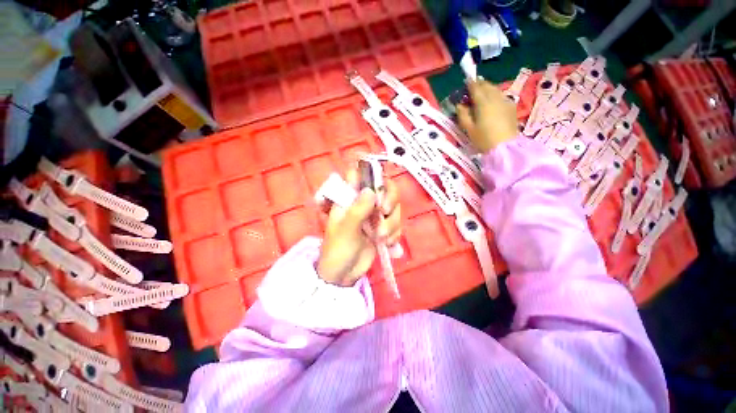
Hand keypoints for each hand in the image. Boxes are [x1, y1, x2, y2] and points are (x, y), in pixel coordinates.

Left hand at [317, 171, 401, 286]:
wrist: (343, 276)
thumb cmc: (337, 251)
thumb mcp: (346, 230)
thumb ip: (358, 209)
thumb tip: (371, 190)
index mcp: (348, 198)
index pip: (360, 174)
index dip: (372, 174)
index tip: (379, 187)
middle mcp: (363, 203)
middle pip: (386, 188)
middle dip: (390, 200)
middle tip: (385, 212)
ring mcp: (374, 216)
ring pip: (394, 208)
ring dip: (392, 223)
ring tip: (381, 238)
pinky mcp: (383, 230)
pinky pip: (397, 225)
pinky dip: (395, 234)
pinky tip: (387, 245)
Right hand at [456, 80, 518, 152]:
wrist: (507, 149)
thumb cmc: (485, 140)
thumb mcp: (469, 129)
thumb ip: (462, 114)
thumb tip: (460, 104)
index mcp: (482, 101)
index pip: (474, 85)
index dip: (468, 84)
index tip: (465, 86)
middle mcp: (494, 97)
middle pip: (486, 84)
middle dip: (479, 85)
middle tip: (474, 92)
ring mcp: (505, 101)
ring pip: (495, 89)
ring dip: (488, 89)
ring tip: (484, 97)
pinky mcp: (512, 108)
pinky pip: (503, 96)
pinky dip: (497, 96)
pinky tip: (495, 104)